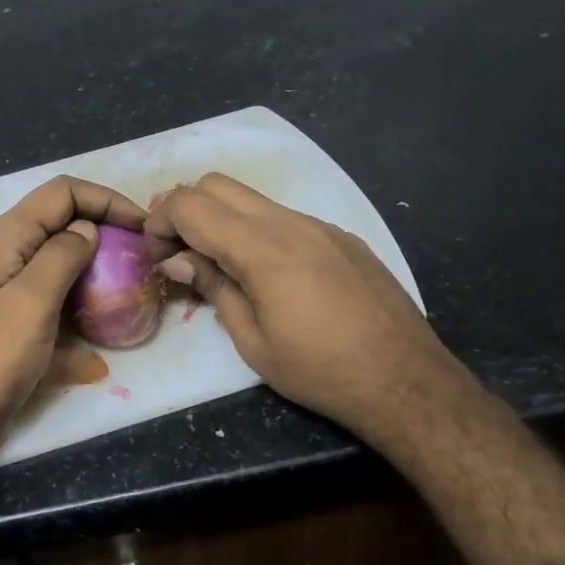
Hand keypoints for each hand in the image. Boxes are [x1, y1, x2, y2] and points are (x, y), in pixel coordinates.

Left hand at [0, 176, 147, 468]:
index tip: (143, 226)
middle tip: (142, 258)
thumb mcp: (31, 301)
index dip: (106, 199)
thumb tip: (87, 228)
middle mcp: (4, 253)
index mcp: (6, 236)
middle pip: (62, 224)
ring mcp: (5, 288)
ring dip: (95, 273)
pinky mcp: (11, 320)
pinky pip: (52, 303)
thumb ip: (62, 255)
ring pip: (59, 264)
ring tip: (131, 293)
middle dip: (104, 233)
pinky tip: (98, 350)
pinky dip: (76, 313)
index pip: (63, 192)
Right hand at [147, 174, 473, 445]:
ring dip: (223, 220)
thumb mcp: (252, 341)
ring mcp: (320, 225)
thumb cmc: (320, 370)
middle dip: (187, 210)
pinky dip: (258, 231)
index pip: (191, 205)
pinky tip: (270, 276)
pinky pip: (285, 217)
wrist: (406, 380)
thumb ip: (214, 287)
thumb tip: (179, 258)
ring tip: (222, 265)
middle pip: (217, 184)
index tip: (158, 257)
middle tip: (182, 254)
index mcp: (263, 248)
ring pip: (253, 199)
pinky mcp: (342, 237)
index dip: (161, 223)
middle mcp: (290, 222)